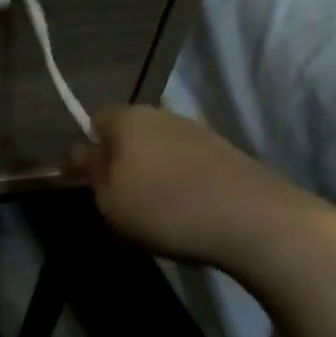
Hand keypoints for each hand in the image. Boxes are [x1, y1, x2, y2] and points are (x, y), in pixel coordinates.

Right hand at [66, 106, 320, 267]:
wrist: (256, 221)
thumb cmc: (165, 208)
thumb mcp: (109, 200)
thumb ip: (91, 174)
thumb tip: (79, 155)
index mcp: (127, 119)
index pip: (94, 121)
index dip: (86, 150)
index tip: (84, 182)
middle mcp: (162, 115)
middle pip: (129, 134)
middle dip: (120, 161)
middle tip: (117, 198)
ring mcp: (199, 133)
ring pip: (159, 150)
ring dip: (151, 174)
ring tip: (153, 211)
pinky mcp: (228, 154)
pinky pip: (188, 165)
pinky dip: (181, 184)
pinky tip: (186, 214)